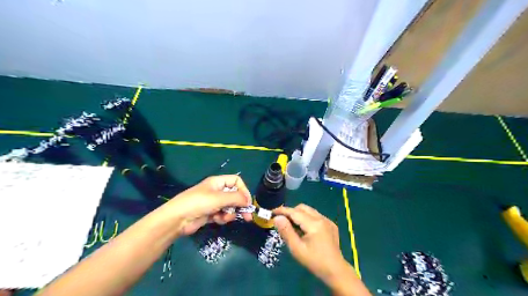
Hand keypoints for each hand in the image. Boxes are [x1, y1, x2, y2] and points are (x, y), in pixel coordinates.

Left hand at [166, 176, 252, 235]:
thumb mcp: (219, 198)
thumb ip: (236, 198)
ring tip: (224, 217)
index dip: (243, 190)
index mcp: (218, 182)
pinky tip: (217, 220)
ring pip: (229, 207)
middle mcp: (217, 191)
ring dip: (229, 213)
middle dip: (240, 206)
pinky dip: (222, 218)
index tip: (247, 202)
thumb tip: (248, 201)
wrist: (178, 219)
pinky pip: (222, 215)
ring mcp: (213, 203)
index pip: (236, 181)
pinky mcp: (210, 214)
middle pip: (235, 196)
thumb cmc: (199, 203)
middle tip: (248, 217)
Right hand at [274, 204, 348, 282]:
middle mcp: (321, 218)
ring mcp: (327, 220)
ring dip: (299, 214)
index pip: (295, 212)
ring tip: (292, 226)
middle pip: (302, 208)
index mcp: (314, 224)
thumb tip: (277, 218)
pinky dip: (307, 218)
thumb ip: (286, 231)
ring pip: (309, 210)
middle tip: (282, 221)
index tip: (272, 212)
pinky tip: (305, 230)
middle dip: (291, 212)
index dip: (282, 211)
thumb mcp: (297, 249)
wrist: (336, 271)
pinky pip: (315, 215)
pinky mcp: (331, 224)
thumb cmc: (314, 261)